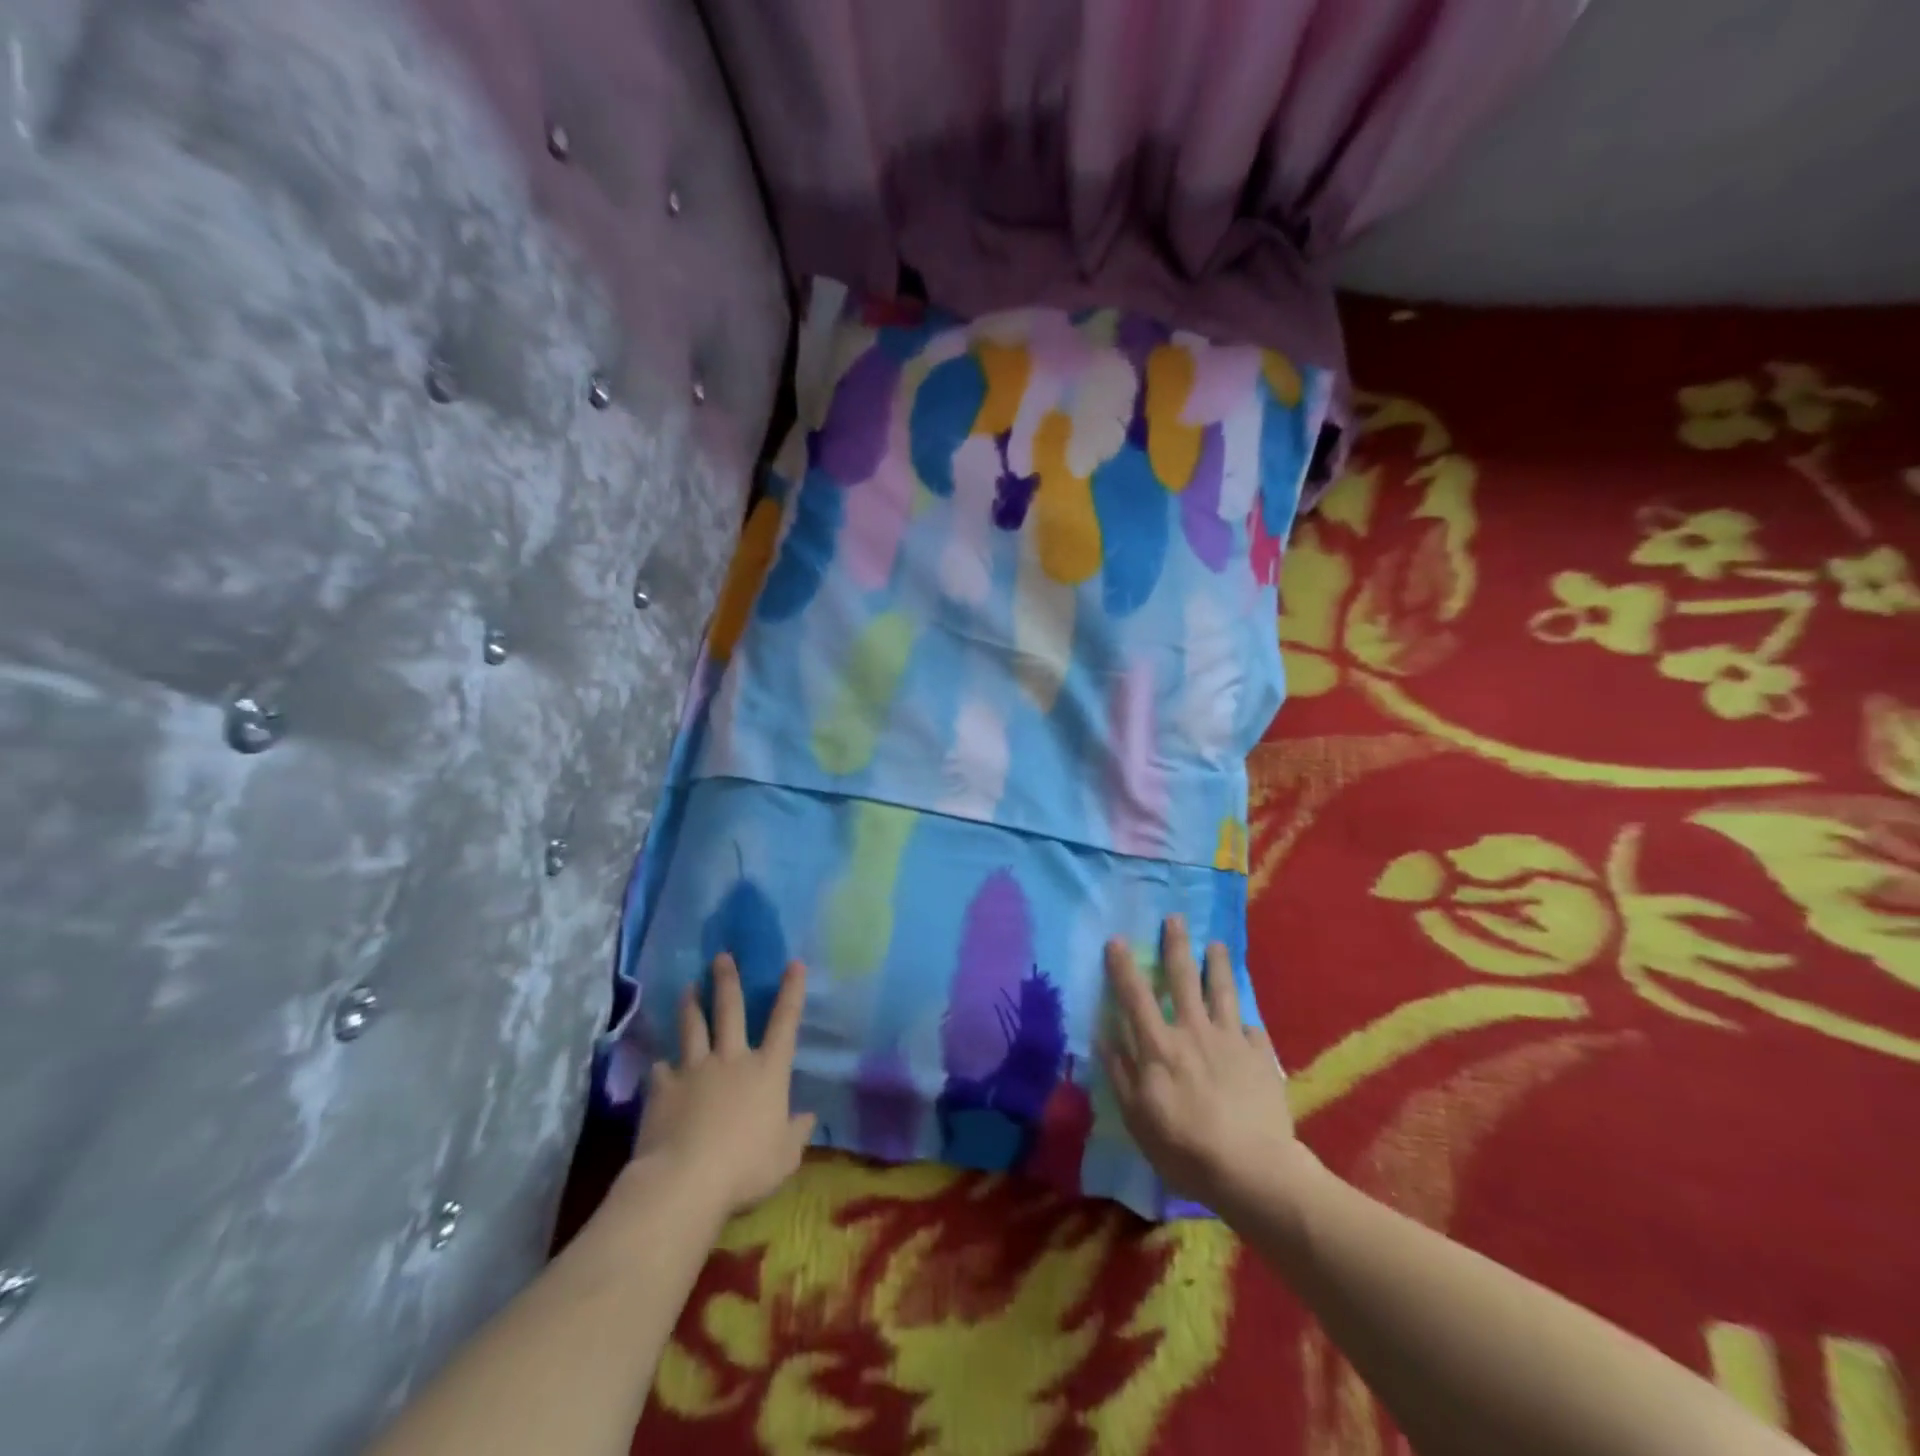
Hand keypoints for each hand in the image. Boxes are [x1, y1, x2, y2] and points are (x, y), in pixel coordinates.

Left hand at [628, 954, 816, 1219]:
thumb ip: (796, 1133)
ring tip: (688, 987)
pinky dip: (662, 1064)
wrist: (684, 1180)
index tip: (794, 963)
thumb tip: (808, 1117)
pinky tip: (658, 1062)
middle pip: (730, 1010)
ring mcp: (695, 1069)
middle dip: (727, 980)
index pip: (785, 1022)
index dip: (792, 991)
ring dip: (691, 1005)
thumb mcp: (785, 1156)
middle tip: (721, 956)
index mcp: (767, 1071)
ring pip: (693, 1027)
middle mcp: (732, 1059)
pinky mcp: (663, 1088)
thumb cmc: (745, 1168)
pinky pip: (661, 1069)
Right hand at [1098, 916, 1313, 1214]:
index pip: (1135, 996)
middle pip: (1183, 979)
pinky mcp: (1261, 1058)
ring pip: (1223, 992)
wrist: (1253, 1171)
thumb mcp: (1137, 1118)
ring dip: (1218, 965)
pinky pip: (1253, 1031)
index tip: (1117, 939)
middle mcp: (1193, 1032)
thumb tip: (1104, 1035)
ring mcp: (1231, 1041)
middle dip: (1177, 945)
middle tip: (1176, 918)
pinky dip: (1247, 1023)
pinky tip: (1248, 1021)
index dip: (1124, 966)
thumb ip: (1120, 1073)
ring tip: (1217, 945)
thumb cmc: (1185, 1149)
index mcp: (1159, 1046)